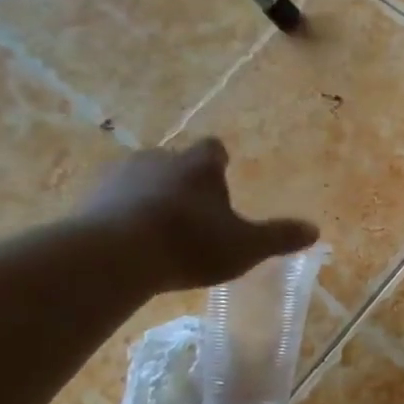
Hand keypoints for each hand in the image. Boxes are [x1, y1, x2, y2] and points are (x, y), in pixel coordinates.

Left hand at [78, 139, 317, 292]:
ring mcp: (118, 176)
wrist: (114, 254)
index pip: (212, 149)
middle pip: (173, 161)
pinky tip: (127, 242)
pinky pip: (110, 201)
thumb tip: (315, 230)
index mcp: (198, 165)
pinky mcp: (87, 199)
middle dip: (182, 180)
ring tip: (158, 228)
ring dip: (149, 196)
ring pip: (139, 179)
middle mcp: (158, 159)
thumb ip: (278, 237)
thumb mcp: (245, 246)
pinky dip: (120, 214)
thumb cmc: (190, 243)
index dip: (218, 162)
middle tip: (192, 210)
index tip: (222, 175)